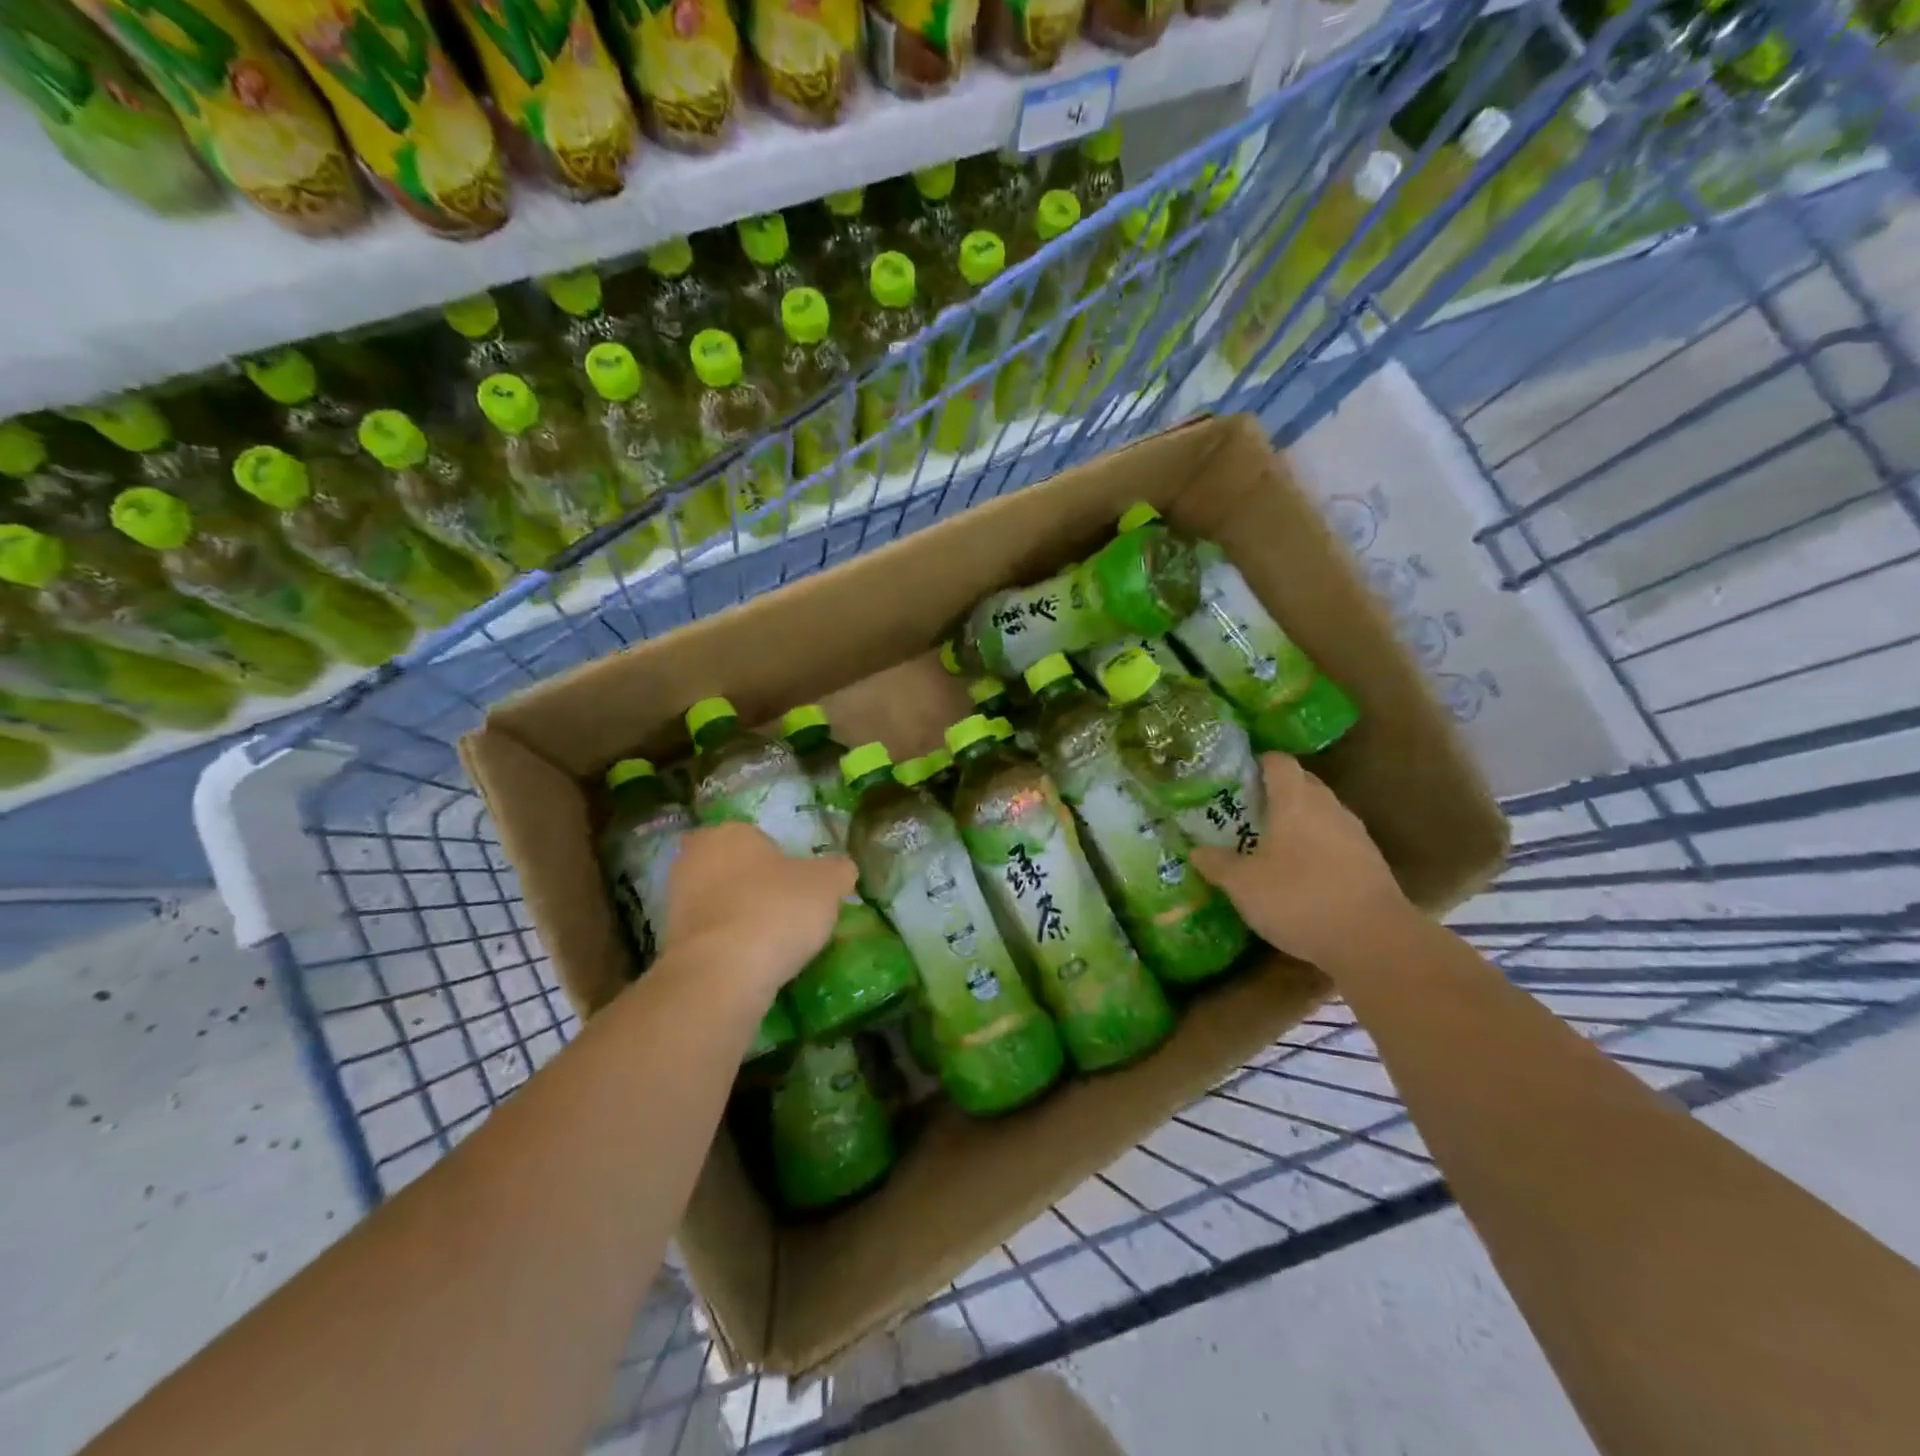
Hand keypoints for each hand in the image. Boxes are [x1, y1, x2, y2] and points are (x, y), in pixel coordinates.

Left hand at [662, 822, 855, 999]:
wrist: (721, 974)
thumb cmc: (776, 910)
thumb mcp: (828, 883)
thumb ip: (838, 870)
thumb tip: (841, 870)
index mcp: (730, 831)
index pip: (761, 840)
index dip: (784, 864)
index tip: (802, 890)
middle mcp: (694, 858)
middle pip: (737, 870)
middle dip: (758, 888)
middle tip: (789, 914)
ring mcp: (676, 900)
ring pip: (722, 903)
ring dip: (743, 918)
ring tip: (774, 945)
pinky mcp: (669, 942)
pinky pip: (711, 936)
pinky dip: (730, 946)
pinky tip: (752, 964)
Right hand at [1190, 752, 1409, 965]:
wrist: (1374, 941)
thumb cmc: (1299, 898)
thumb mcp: (1243, 885)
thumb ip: (1217, 864)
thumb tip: (1197, 851)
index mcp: (1295, 800)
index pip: (1279, 761)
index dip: (1257, 763)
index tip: (1237, 778)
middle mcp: (1328, 807)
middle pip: (1302, 783)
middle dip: (1276, 792)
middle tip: (1247, 813)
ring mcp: (1355, 834)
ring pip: (1321, 813)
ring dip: (1298, 822)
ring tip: (1271, 844)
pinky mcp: (1371, 862)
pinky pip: (1336, 841)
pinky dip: (1317, 848)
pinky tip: (1301, 874)